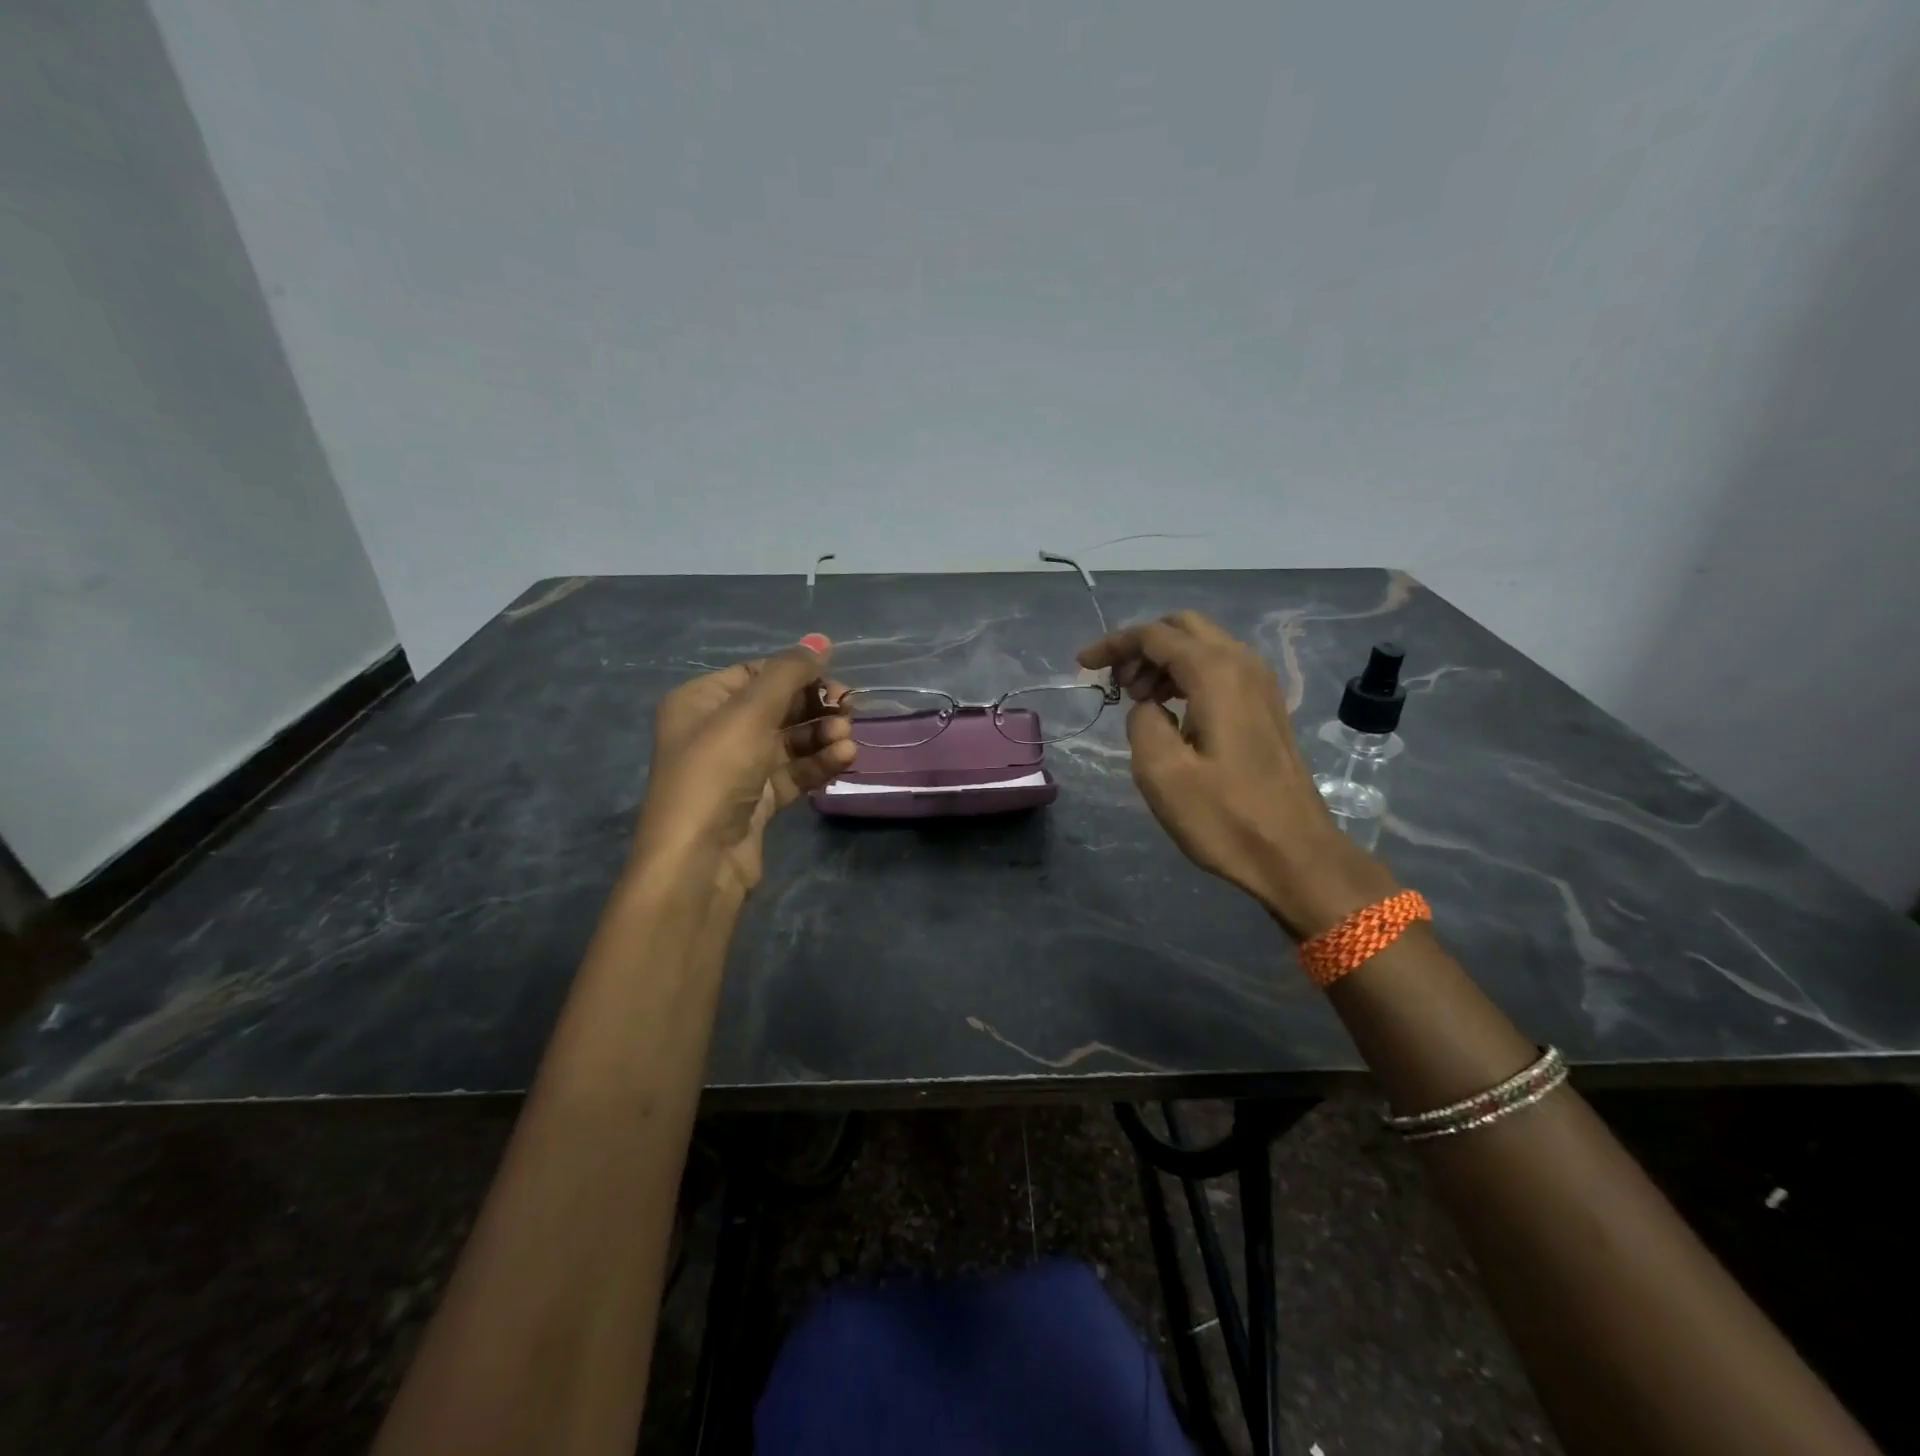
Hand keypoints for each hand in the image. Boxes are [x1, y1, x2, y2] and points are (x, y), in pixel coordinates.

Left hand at [632, 636, 854, 900]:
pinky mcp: (756, 800)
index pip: (757, 673)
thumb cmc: (716, 771)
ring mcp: (737, 768)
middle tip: (849, 708)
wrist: (699, 859)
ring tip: (847, 740)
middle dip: (815, 706)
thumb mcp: (751, 712)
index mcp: (700, 700)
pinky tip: (844, 759)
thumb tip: (822, 640)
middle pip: (777, 706)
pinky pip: (793, 772)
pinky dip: (818, 764)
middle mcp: (716, 730)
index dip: (798, 672)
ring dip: (822, 736)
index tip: (836, 678)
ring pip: (790, 741)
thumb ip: (789, 673)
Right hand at [1078, 612, 1396, 937]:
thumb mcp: (1162, 773)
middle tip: (1115, 684)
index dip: (1114, 645)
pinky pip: (1219, 670)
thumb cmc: (1226, 817)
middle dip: (1141, 646)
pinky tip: (1170, 713)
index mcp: (1216, 673)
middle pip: (1183, 628)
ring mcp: (1261, 685)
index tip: (1082, 665)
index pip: (1155, 635)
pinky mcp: (1266, 707)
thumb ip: (1142, 722)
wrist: (1296, 855)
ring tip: (1137, 701)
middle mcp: (1243, 664)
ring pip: (1203, 647)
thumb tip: (1148, 707)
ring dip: (1163, 662)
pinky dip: (1186, 677)